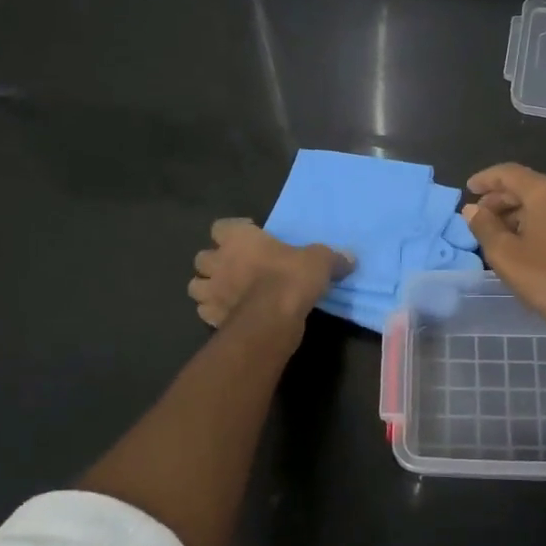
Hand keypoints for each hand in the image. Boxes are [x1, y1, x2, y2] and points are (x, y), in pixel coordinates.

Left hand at [188, 219, 348, 327]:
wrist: (274, 317)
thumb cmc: (292, 277)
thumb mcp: (320, 260)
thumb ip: (331, 257)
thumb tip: (349, 258)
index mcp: (238, 239)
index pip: (221, 226)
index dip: (233, 231)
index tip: (250, 237)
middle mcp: (219, 262)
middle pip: (202, 257)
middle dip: (215, 262)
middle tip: (236, 267)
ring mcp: (212, 291)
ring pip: (196, 285)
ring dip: (208, 287)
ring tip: (227, 292)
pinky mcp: (211, 318)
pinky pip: (204, 312)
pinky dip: (213, 313)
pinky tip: (229, 315)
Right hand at [462, 164, 545, 338]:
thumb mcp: (504, 254)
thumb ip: (484, 227)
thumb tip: (472, 210)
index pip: (509, 173)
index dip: (486, 179)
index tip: (468, 190)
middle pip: (527, 186)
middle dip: (500, 198)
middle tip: (478, 216)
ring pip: (543, 203)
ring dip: (516, 212)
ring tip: (496, 232)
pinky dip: (535, 222)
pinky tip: (523, 243)